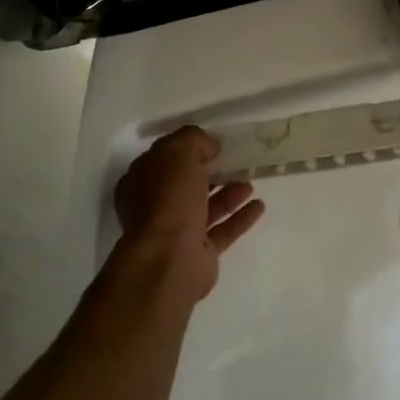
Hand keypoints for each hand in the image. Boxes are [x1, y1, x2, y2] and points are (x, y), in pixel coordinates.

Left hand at [115, 126, 265, 299]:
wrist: (169, 259)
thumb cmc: (168, 199)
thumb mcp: (178, 152)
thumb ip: (193, 140)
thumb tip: (209, 146)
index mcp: (140, 182)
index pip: (162, 159)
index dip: (185, 149)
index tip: (210, 143)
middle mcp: (154, 208)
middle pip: (184, 185)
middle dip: (208, 173)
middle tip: (232, 162)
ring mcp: (176, 233)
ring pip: (205, 207)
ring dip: (228, 194)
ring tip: (250, 182)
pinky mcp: (198, 253)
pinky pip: (222, 230)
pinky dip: (240, 217)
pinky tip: (259, 205)